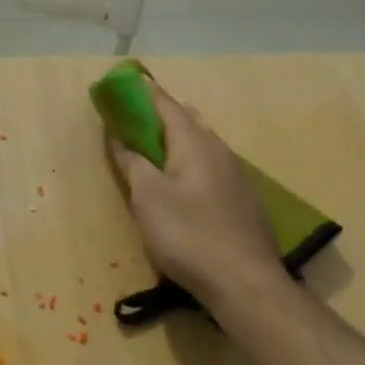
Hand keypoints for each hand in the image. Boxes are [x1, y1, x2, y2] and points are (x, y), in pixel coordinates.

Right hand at [106, 80, 288, 307]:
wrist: (244, 282)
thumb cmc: (188, 233)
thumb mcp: (147, 197)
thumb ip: (132, 162)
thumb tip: (120, 136)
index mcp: (194, 143)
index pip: (166, 104)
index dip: (143, 92)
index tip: (124, 83)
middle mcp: (219, 151)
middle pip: (188, 121)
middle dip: (161, 114)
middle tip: (136, 115)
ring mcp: (235, 176)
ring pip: (202, 144)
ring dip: (177, 138)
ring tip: (154, 145)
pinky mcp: (241, 201)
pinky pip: (210, 167)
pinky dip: (190, 162)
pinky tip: (182, 182)